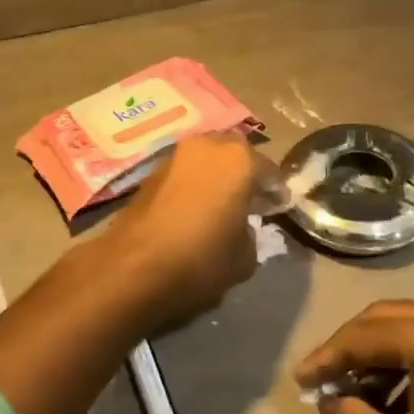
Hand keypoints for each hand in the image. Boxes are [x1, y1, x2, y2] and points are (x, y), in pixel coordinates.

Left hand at [106, 132, 271, 324]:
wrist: (133, 267)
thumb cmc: (200, 259)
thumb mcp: (244, 258)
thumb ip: (251, 234)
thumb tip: (241, 228)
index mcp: (239, 160)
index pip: (269, 172)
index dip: (276, 192)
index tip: (280, 207)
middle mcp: (208, 146)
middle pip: (236, 156)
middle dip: (245, 175)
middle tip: (252, 200)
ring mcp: (176, 155)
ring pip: (207, 160)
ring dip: (218, 177)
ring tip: (223, 205)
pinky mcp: (151, 171)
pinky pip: (186, 172)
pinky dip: (195, 184)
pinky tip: (197, 209)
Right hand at [295, 301, 413, 413]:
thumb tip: (329, 402)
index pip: (361, 336)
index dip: (326, 358)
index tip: (299, 381)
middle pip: (384, 319)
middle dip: (350, 348)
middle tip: (323, 381)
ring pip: (410, 324)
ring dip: (379, 353)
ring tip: (355, 393)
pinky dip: (409, 356)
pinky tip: (394, 392)